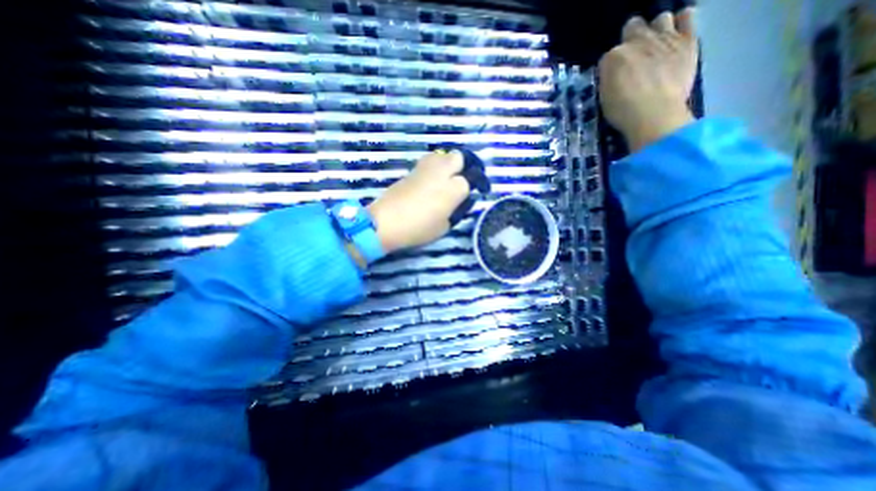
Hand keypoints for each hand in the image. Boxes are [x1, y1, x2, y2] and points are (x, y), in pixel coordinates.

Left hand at [368, 150, 472, 251]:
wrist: (386, 222)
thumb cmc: (418, 229)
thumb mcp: (444, 226)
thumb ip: (455, 211)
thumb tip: (457, 202)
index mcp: (453, 189)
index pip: (469, 180)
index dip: (470, 187)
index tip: (470, 194)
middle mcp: (441, 173)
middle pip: (458, 157)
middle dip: (462, 166)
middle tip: (459, 180)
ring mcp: (425, 169)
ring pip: (442, 155)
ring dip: (446, 163)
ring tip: (444, 179)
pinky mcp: (411, 170)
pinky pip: (427, 162)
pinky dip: (432, 168)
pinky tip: (428, 182)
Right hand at [596, 8, 697, 151]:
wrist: (654, 113)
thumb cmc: (623, 112)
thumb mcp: (605, 97)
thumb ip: (610, 79)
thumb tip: (615, 74)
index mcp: (612, 58)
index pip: (609, 55)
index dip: (612, 67)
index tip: (615, 77)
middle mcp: (636, 41)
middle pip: (633, 27)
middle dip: (632, 40)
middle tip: (634, 58)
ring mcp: (664, 37)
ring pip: (661, 18)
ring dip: (658, 30)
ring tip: (657, 47)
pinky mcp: (687, 39)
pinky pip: (688, 16)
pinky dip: (682, 23)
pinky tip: (678, 37)